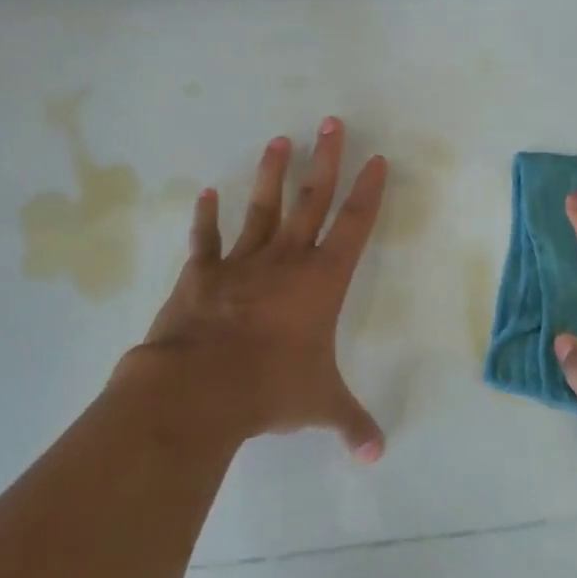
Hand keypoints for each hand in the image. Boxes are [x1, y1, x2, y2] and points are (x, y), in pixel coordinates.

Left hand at [120, 117, 388, 461]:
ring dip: (272, 174)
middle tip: (332, 122)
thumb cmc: (270, 388)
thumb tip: (375, 455)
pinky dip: (207, 217)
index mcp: (321, 281)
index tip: (377, 159)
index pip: (354, 225)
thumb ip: (350, 423)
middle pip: (312, 199)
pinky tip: (208, 193)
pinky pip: (207, 239)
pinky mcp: (202, 273)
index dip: (369, 191)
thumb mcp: (319, 406)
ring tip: (279, 140)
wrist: (199, 387)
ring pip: (264, 208)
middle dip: (326, 160)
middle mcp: (287, 260)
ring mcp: (242, 262)